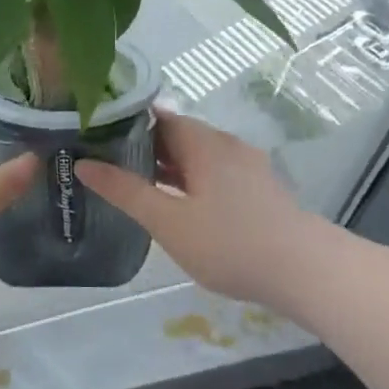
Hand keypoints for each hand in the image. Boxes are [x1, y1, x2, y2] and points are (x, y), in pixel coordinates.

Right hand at [76, 110, 313, 306]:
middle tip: (105, 165)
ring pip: (196, 156)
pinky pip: (213, 173)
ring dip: (166, 166)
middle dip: (142, 147)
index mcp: (203, 142)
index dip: (124, 123)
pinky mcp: (257, 188)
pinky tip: (176, 204)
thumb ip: (125, 191)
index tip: (94, 137)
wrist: (305, 271)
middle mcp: (225, 145)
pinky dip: (189, 180)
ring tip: (133, 185)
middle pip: (176, 134)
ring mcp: (246, 166)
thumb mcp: (168, 221)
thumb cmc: (230, 243)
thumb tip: (83, 163)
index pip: (156, 117)